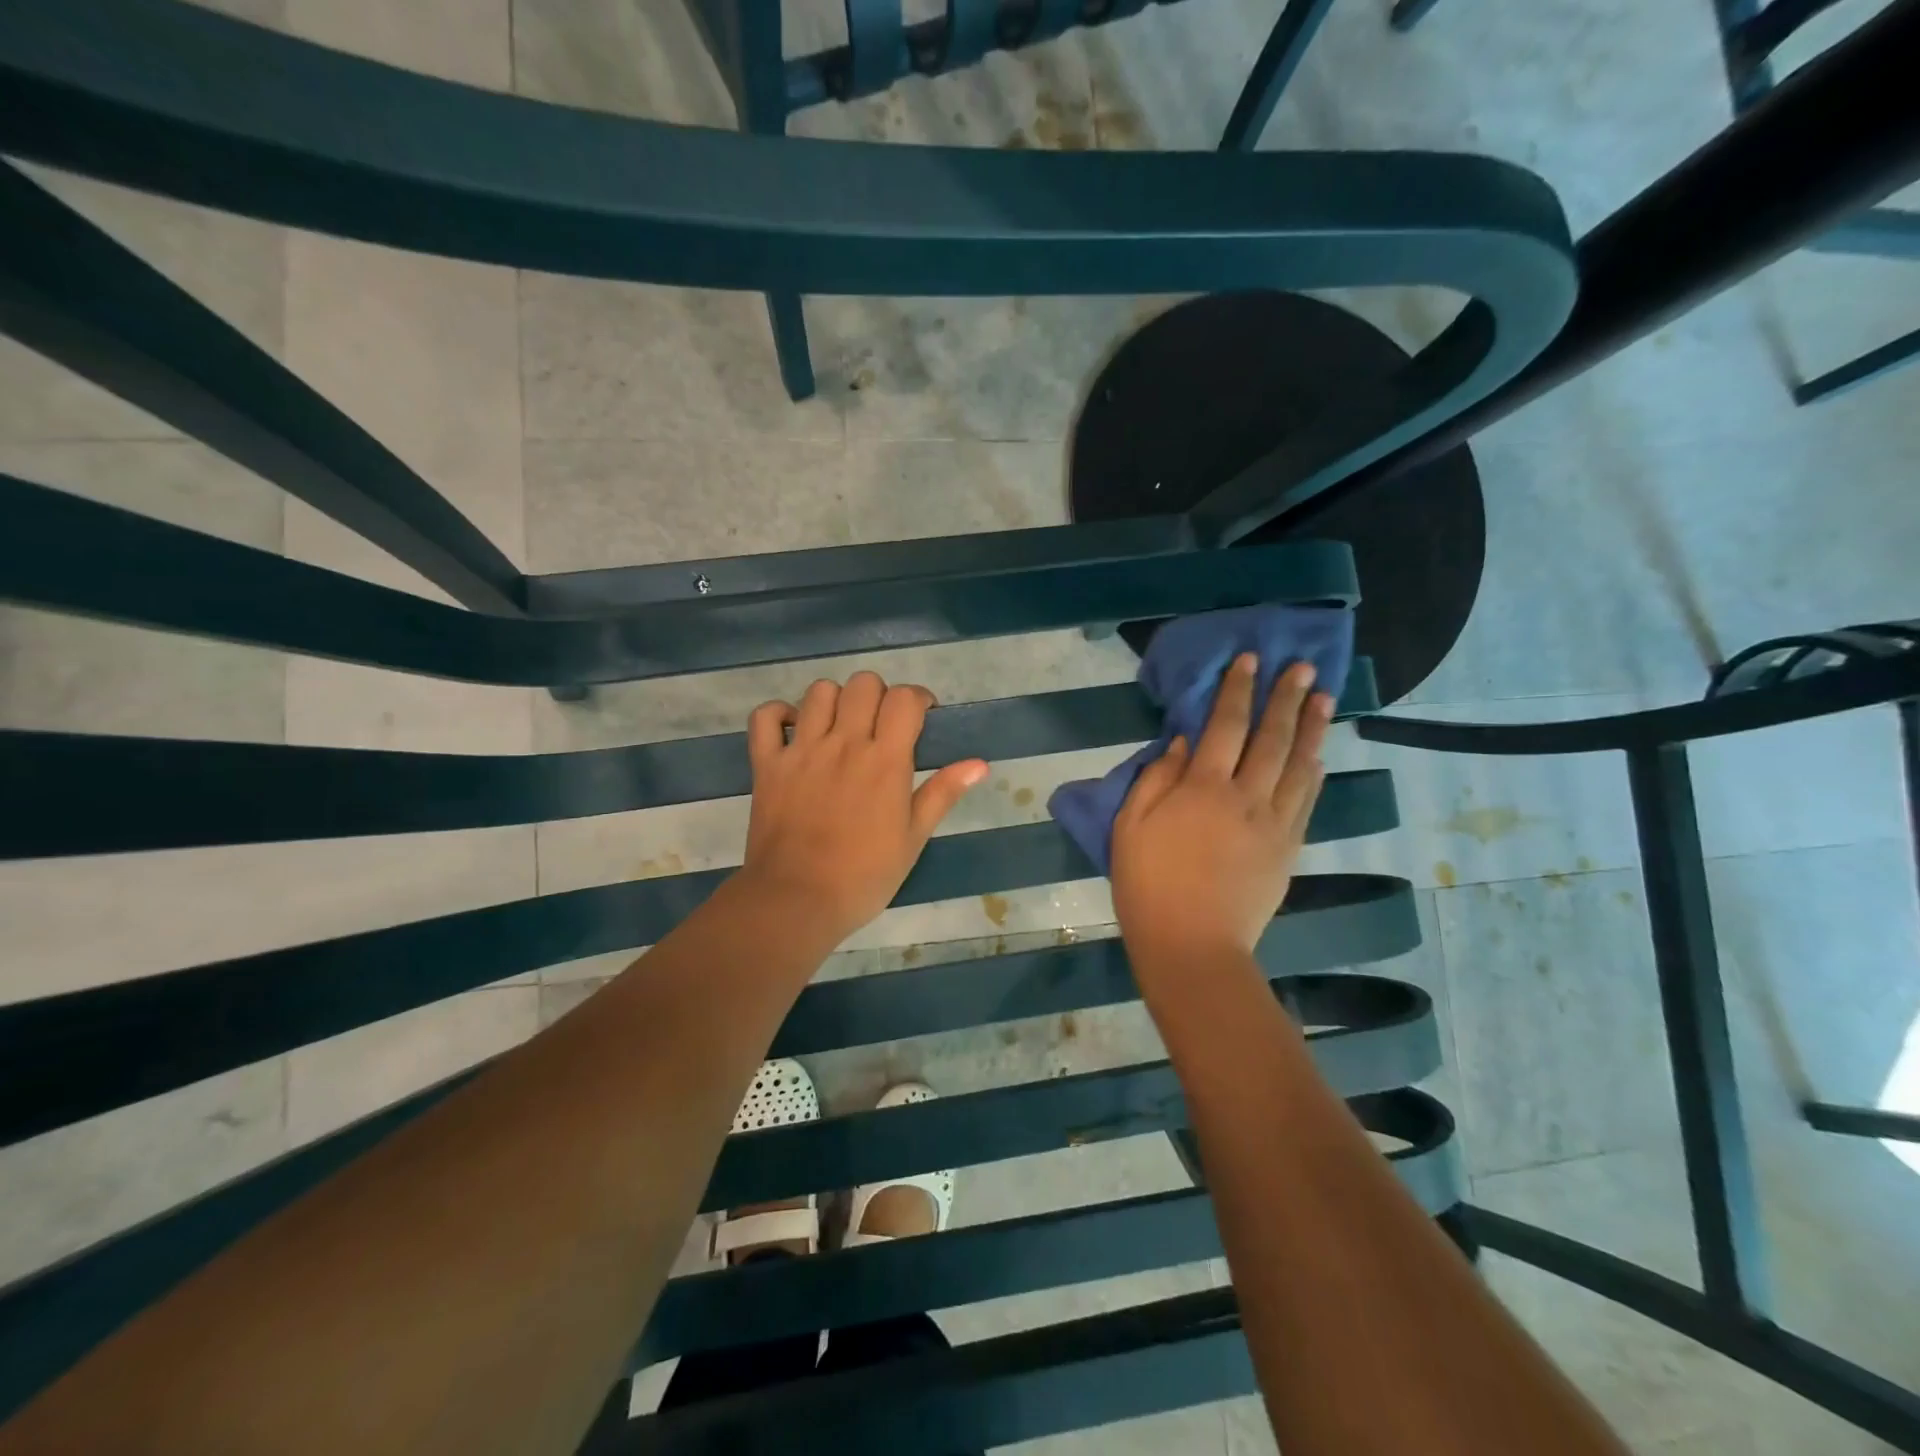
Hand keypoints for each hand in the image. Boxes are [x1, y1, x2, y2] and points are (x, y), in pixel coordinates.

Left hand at [740, 672, 988, 941]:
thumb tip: (979, 763)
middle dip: (879, 696)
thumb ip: (943, 793)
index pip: (904, 698)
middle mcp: (843, 743)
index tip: (920, 719)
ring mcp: (801, 750)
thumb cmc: (864, 876)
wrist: (797, 900)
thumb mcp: (913, 838)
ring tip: (840, 728)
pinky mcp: (767, 764)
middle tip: (881, 726)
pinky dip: (779, 715)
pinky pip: (765, 717)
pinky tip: (794, 732)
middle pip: (863, 684)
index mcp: (884, 760)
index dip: (917, 700)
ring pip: (819, 691)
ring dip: (835, 701)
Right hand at [1111, 655, 1332, 964]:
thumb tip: (1185, 741)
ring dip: (1312, 728)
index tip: (1250, 660)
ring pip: (1299, 765)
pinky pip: (1306, 800)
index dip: (1237, 690)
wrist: (1193, 946)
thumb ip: (1157, 778)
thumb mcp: (1131, 827)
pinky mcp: (1288, 849)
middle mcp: (1246, 796)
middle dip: (1286, 698)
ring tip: (1323, 698)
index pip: (1224, 725)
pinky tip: (1319, 756)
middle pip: (1272, 738)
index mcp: (1203, 788)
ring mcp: (1274, 823)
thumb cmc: (1149, 885)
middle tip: (1303, 667)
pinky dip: (1314, 773)